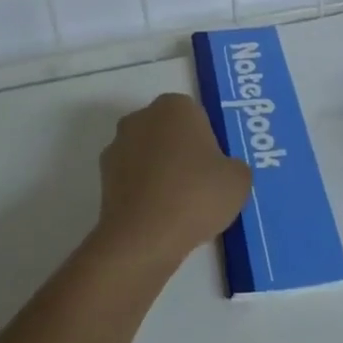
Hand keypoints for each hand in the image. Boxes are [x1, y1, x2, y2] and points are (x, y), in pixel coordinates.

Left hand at [95, 94, 251, 268]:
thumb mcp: (239, 180)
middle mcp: (142, 116)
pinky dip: (143, 192)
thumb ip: (234, 167)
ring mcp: (118, 145)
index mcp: (175, 106)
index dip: (209, 146)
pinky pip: (133, 179)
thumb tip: (223, 172)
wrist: (144, 237)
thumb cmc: (196, 195)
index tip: (215, 172)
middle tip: (200, 189)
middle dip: (182, 155)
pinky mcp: (103, 176)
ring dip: (160, 173)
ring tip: (178, 209)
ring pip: (149, 156)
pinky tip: (157, 218)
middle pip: (170, 133)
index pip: (198, 119)